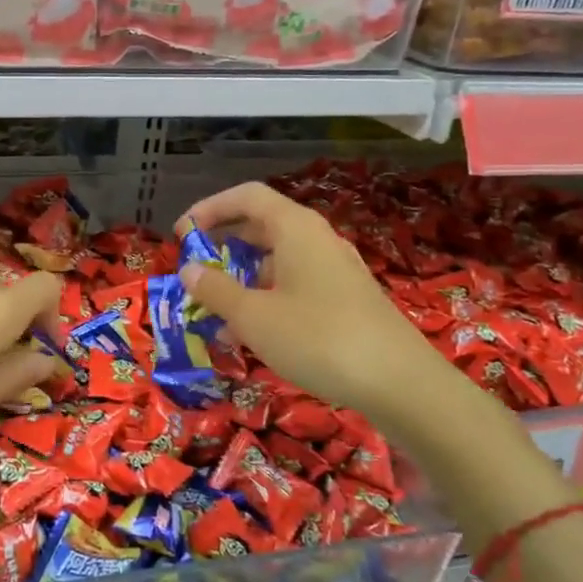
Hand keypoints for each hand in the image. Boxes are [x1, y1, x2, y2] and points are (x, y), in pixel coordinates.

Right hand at [176, 181, 454, 430]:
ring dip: (242, 278)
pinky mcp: (346, 299)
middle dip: (223, 246)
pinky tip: (252, 334)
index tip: (181, 234)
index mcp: (295, 228)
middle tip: (195, 270)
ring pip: (277, 260)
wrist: (401, 384)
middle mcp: (316, 240)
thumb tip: (188, 269)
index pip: (246, 196)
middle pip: (261, 226)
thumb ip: (215, 290)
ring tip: (216, 310)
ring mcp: (335, 270)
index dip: (209, 208)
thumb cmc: (318, 338)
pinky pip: (295, 285)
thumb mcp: (253, 316)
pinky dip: (267, 298)